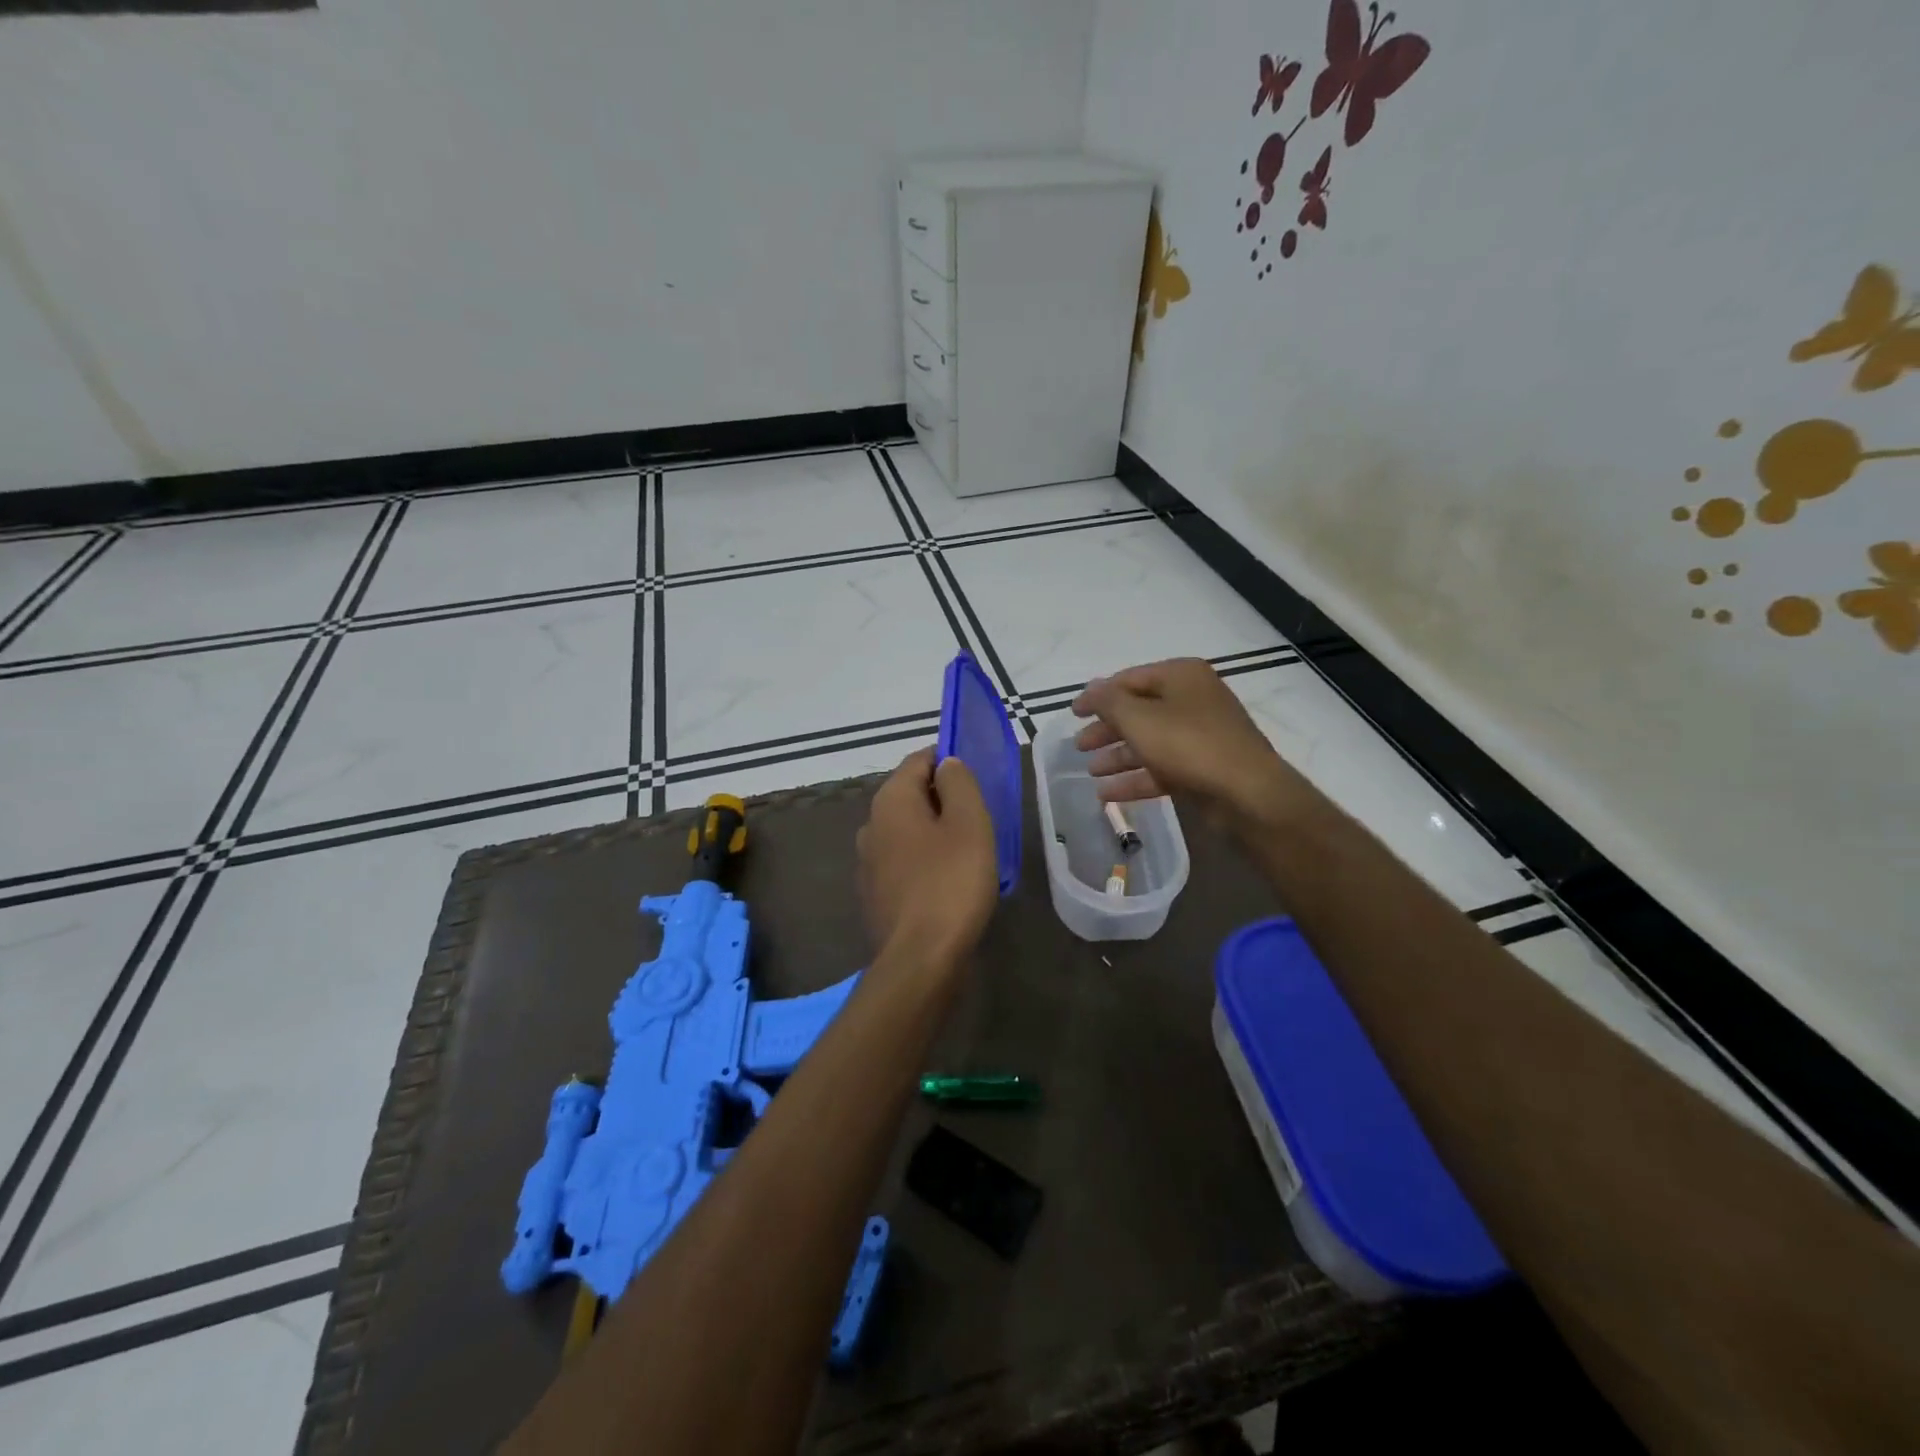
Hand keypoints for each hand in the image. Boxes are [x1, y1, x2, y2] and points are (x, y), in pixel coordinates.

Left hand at [856, 747, 998, 966]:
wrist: (920, 959)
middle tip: (979, 817)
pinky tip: (948, 881)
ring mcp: (868, 863)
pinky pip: (904, 863)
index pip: (918, 760)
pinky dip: (925, 861)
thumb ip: (959, 783)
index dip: (948, 761)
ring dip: (934, 832)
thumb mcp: (969, 823)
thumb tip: (947, 764)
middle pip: (910, 795)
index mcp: (890, 801)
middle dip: (943, 798)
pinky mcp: (875, 895)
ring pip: (907, 831)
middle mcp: (871, 825)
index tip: (977, 779)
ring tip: (968, 850)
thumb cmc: (951, 883)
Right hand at [1071, 658, 1318, 836]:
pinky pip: (1162, 768)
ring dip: (1118, 756)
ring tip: (1090, 771)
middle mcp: (1193, 700)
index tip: (1072, 713)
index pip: (1129, 679)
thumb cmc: (1188, 744)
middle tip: (1079, 745)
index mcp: (1181, 676)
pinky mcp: (1204, 767)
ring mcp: (1201, 735)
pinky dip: (1135, 778)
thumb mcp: (1138, 718)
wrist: (1247, 793)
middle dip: (1106, 729)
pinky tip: (1107, 794)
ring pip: (1150, 741)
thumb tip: (1090, 688)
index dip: (1098, 695)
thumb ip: (1108, 701)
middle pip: (1139, 711)